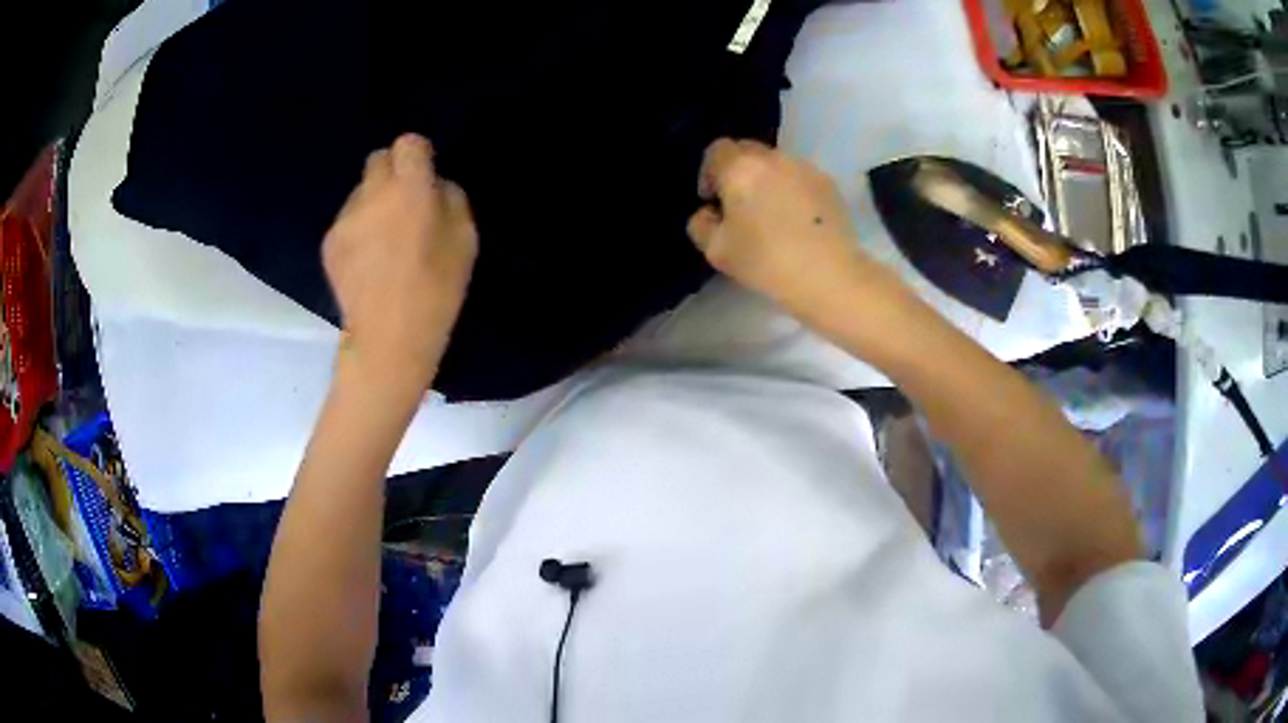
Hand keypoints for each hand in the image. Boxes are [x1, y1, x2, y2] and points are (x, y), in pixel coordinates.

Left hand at [322, 134, 477, 388]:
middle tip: (403, 206)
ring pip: (361, 191)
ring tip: (384, 241)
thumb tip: (434, 186)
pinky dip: (358, 230)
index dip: (418, 156)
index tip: (424, 178)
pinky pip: (347, 220)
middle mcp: (373, 194)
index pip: (408, 143)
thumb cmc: (436, 291)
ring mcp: (346, 218)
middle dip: (392, 174)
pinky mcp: (329, 242)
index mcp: (410, 189)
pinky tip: (367, 261)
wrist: (388, 340)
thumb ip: (450, 199)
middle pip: (378, 159)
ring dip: (374, 203)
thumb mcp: (465, 240)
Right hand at [687, 139, 882, 313]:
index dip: (709, 173)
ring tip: (772, 214)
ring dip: (767, 181)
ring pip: (776, 165)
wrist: (829, 275)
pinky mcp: (829, 184)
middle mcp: (773, 158)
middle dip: (738, 173)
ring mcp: (805, 168)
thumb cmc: (766, 262)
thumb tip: (709, 213)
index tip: (713, 201)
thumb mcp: (716, 251)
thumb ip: (701, 224)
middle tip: (740, 206)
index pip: (716, 150)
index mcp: (740, 168)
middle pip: (747, 151)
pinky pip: (800, 178)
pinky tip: (797, 221)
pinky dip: (792, 190)